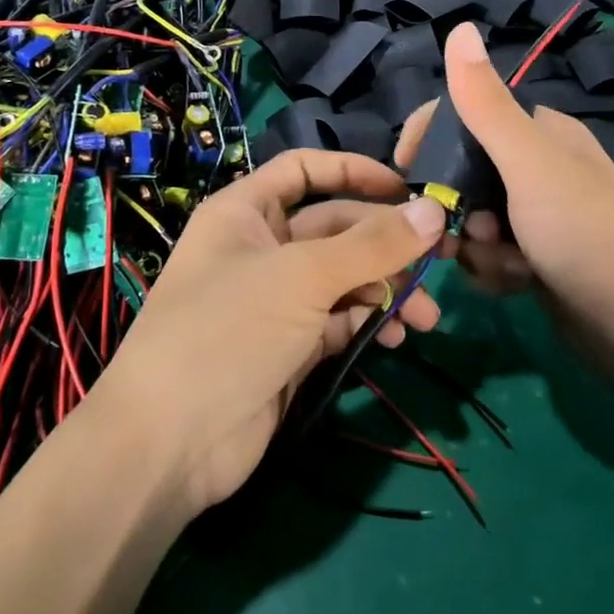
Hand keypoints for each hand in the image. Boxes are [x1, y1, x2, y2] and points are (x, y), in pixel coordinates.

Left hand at [93, 151, 446, 515]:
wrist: (170, 443)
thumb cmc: (228, 330)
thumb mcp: (303, 277)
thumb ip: (373, 245)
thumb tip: (436, 210)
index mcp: (246, 212)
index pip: (304, 170)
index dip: (354, 172)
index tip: (406, 188)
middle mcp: (261, 248)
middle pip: (336, 227)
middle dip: (387, 244)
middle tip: (442, 261)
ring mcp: (276, 299)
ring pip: (344, 277)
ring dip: (387, 289)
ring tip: (424, 317)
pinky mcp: (291, 345)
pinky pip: (340, 319)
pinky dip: (368, 322)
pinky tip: (394, 338)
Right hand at [395, 23, 613, 398]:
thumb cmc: (587, 236)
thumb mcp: (530, 165)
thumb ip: (486, 104)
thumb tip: (459, 27)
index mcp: (541, 133)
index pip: (466, 115)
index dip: (430, 140)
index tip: (406, 175)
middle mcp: (540, 168)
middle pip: (463, 174)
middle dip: (457, 207)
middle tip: (470, 233)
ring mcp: (540, 217)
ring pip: (473, 220)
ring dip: (478, 247)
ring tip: (508, 264)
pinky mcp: (538, 259)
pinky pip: (490, 256)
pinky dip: (494, 271)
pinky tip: (516, 284)